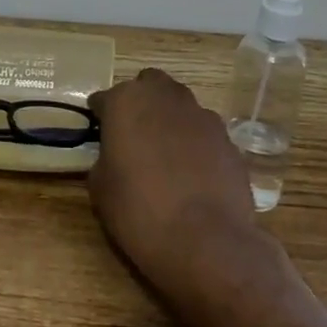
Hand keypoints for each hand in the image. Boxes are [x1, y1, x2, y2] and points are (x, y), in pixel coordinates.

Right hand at [87, 68, 258, 297]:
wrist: (205, 241)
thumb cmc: (138, 211)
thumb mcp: (100, 187)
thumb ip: (105, 158)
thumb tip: (114, 155)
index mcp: (127, 102)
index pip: (105, 98)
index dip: (100, 116)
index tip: (98, 133)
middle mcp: (166, 97)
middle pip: (149, 85)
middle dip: (141, 102)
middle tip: (133, 134)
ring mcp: (203, 116)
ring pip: (181, 106)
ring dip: (170, 120)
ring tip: (165, 155)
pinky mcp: (228, 140)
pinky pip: (204, 133)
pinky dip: (195, 144)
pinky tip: (192, 173)